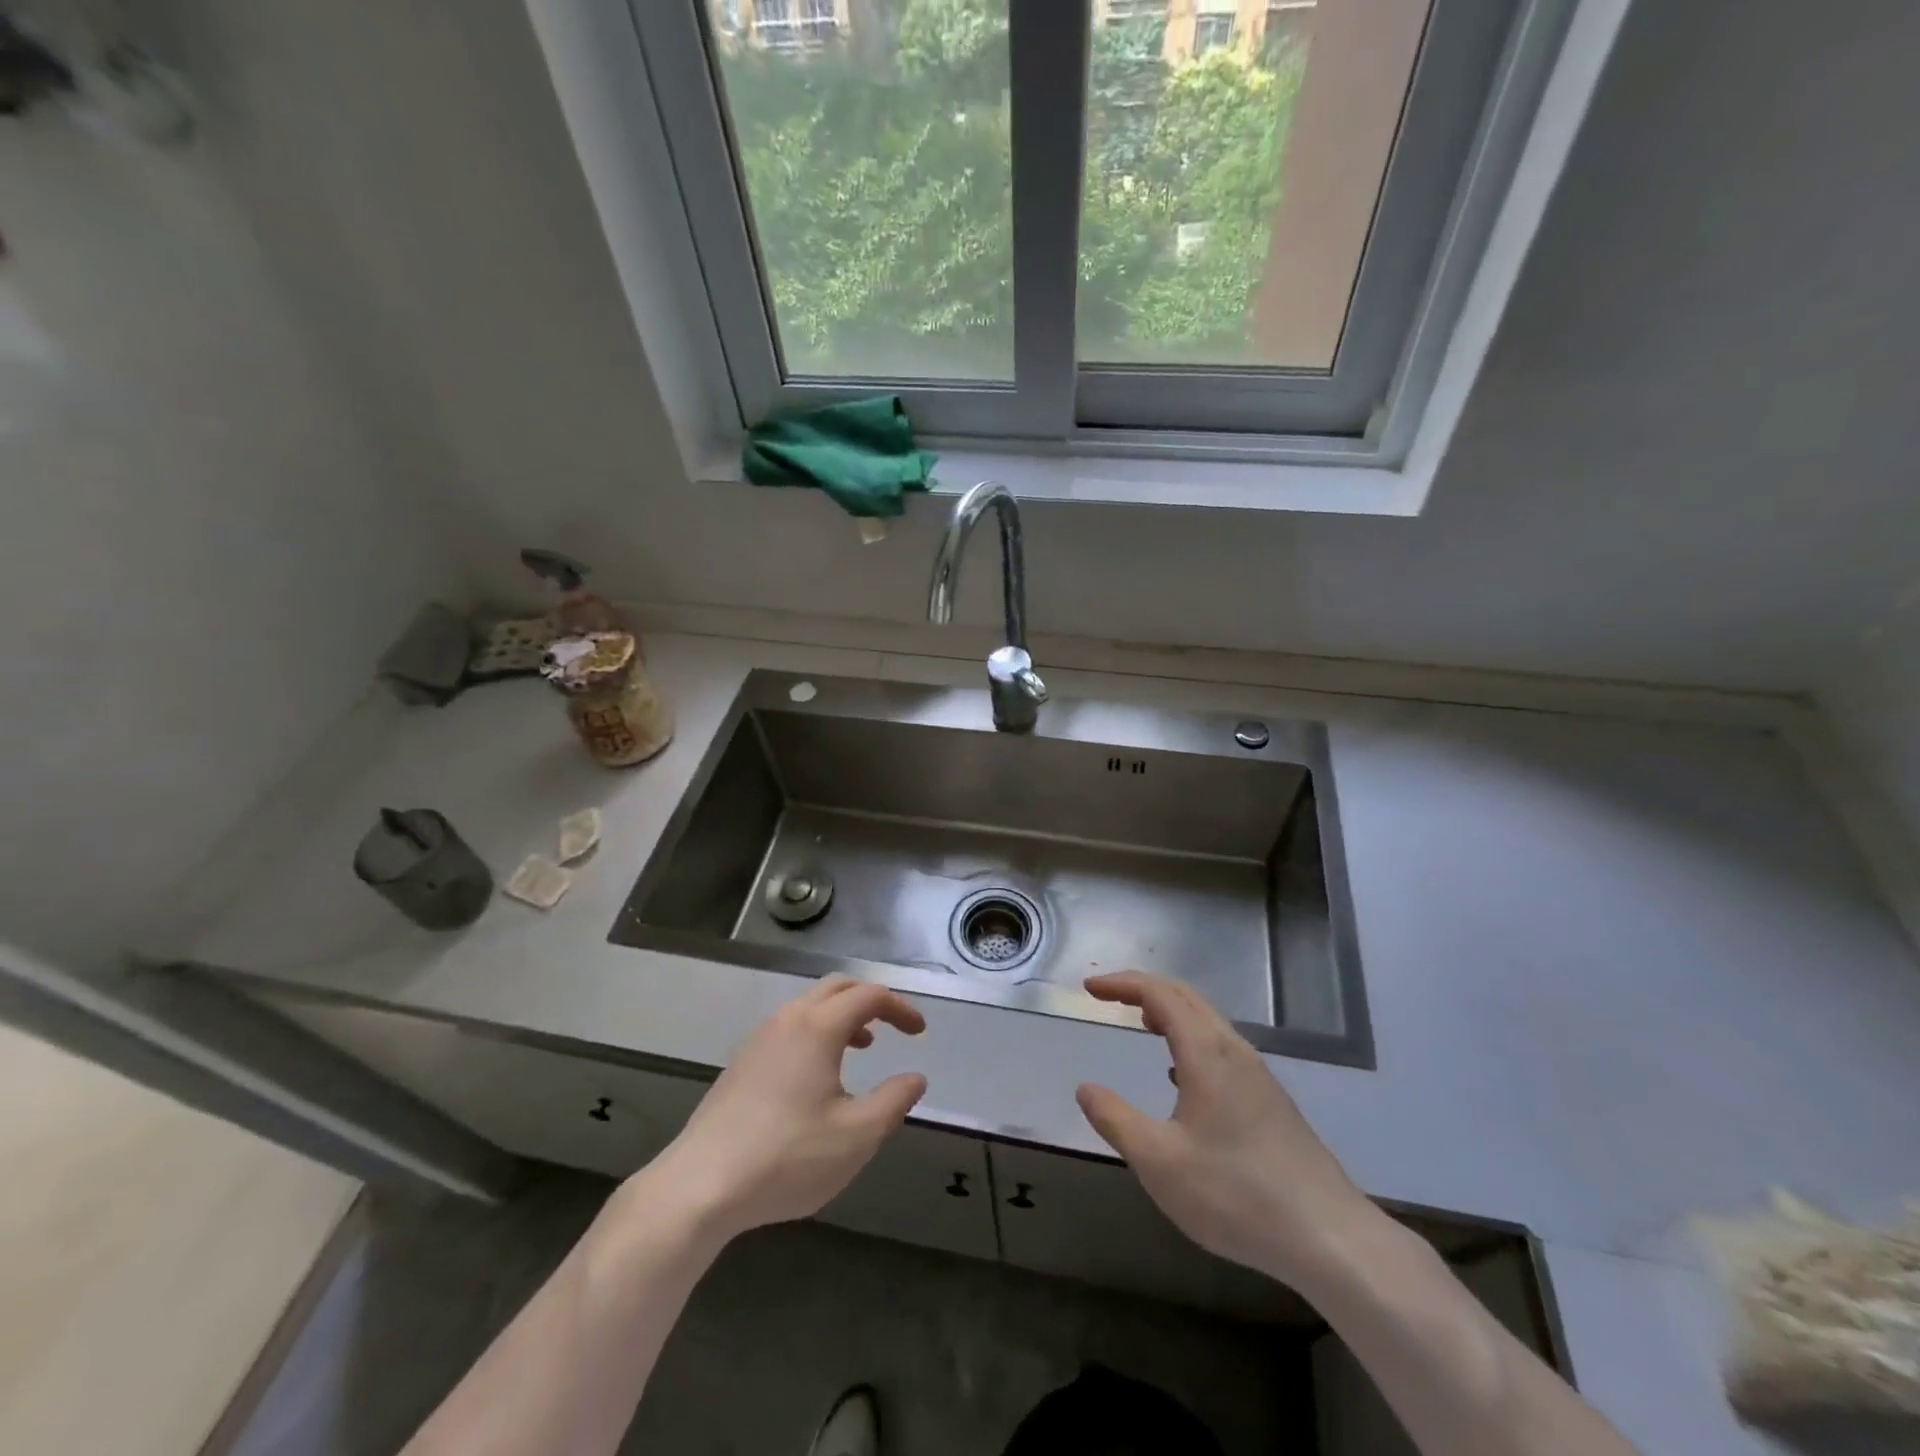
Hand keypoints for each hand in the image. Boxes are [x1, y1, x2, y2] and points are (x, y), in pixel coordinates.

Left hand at [644, 978, 927, 1244]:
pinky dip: (817, 1031)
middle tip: (894, 1027)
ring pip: (810, 1005)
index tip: (919, 1033)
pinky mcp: (742, 1062)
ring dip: (842, 1015)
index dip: (900, 1008)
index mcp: (818, 1027)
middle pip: (837, 988)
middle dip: (871, 1000)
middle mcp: (788, 1019)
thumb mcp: (855, 1136)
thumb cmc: (786, 1157)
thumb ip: (893, 1102)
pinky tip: (818, 1075)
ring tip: (862, 1047)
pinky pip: (790, 1026)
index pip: (869, 996)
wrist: (700, 1186)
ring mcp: (760, 1038)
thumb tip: (915, 1078)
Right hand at [1076, 971, 1374, 1287]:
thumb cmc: (1236, 1195)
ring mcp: (1259, 1077)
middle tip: (1109, 997)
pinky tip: (1181, 1078)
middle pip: (1186, 998)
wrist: (1330, 1239)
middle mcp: (1234, 1052)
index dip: (1122, 984)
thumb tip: (1086, 1088)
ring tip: (1143, 1025)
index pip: (1159, 994)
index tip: (1090, 988)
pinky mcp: (1272, 1103)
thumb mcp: (1159, 1162)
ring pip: (1208, 1023)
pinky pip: (1222, 1049)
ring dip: (1171, 1013)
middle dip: (1144, 989)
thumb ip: (1116, 1119)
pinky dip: (1190, 1041)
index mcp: (1206, 1053)